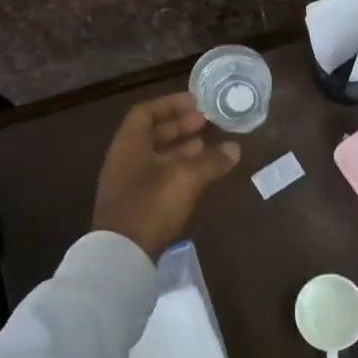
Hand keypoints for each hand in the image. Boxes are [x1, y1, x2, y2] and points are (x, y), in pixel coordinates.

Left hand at [91, 92, 241, 258]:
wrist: (122, 255)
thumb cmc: (151, 205)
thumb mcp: (186, 178)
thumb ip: (211, 160)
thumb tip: (235, 148)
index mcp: (129, 144)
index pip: (146, 112)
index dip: (170, 104)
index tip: (196, 102)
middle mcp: (124, 159)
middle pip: (152, 134)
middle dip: (180, 126)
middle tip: (206, 122)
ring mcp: (128, 184)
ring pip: (156, 157)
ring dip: (181, 149)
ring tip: (207, 146)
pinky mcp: (136, 205)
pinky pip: (158, 177)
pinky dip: (178, 170)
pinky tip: (198, 175)